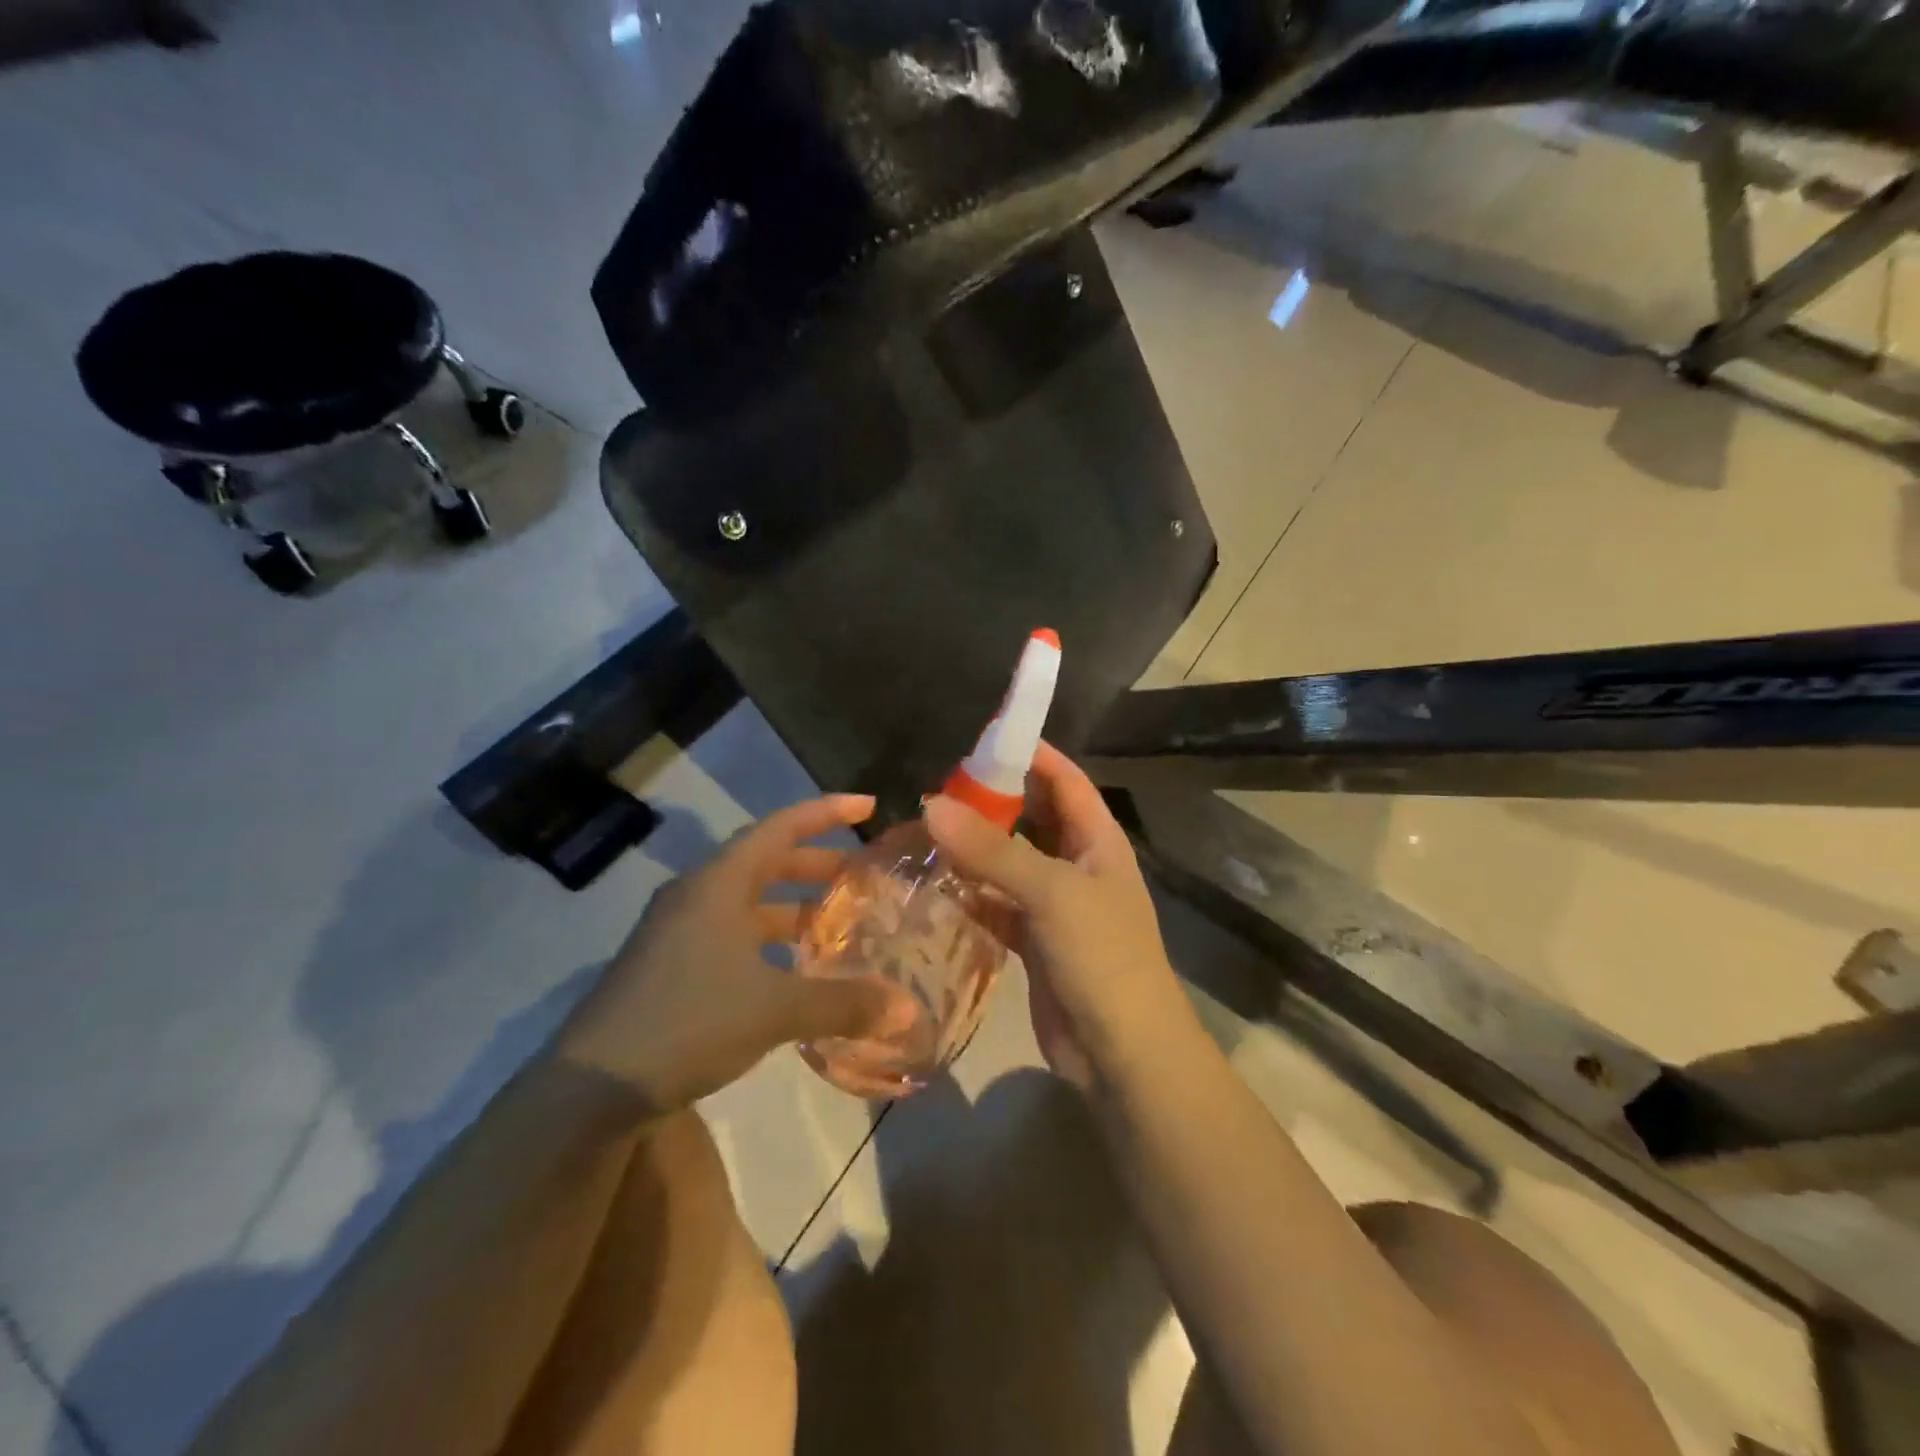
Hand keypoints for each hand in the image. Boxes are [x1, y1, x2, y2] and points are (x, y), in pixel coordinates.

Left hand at [554, 795, 916, 1113]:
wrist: (589, 1088)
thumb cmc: (687, 1022)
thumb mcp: (774, 1009)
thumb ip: (844, 1004)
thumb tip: (906, 1010)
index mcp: (719, 883)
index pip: (781, 826)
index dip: (827, 812)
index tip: (868, 806)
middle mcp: (697, 895)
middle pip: (767, 861)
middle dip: (817, 864)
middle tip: (862, 875)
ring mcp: (678, 931)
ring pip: (749, 903)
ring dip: (793, 907)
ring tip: (837, 924)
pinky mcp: (669, 966)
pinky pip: (732, 935)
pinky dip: (769, 942)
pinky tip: (793, 972)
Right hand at [924, 743, 1191, 1091]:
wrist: (1123, 1054)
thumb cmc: (1102, 957)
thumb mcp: (1051, 893)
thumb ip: (992, 849)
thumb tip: (931, 804)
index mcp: (1098, 840)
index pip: (1064, 779)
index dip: (1029, 754)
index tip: (980, 738)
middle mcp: (1078, 864)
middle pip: (1032, 817)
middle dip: (992, 800)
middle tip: (937, 786)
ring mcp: (1056, 905)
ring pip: (1010, 861)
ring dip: (975, 848)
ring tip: (925, 828)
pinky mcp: (1035, 941)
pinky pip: (997, 903)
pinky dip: (970, 893)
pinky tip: (935, 883)